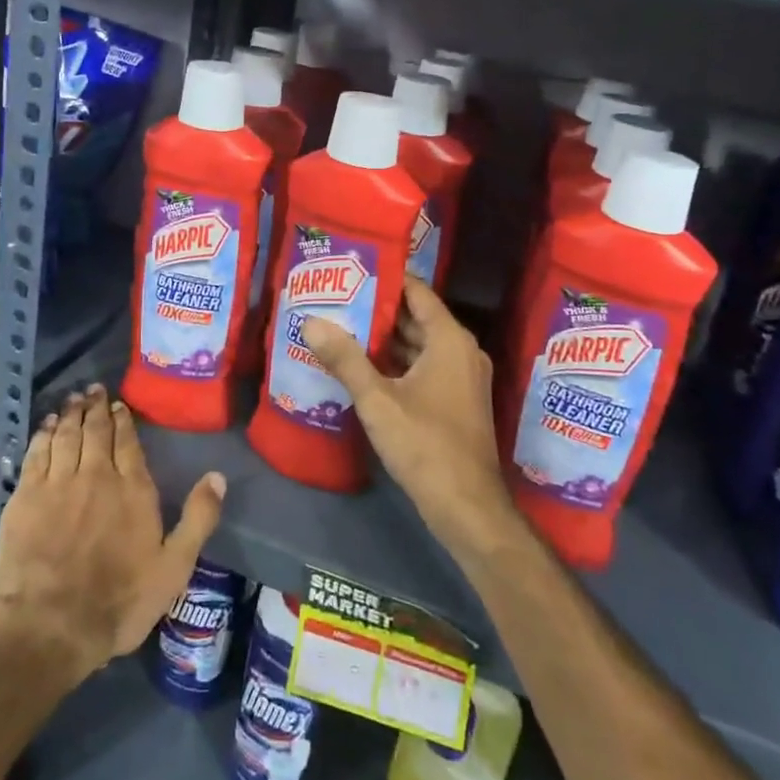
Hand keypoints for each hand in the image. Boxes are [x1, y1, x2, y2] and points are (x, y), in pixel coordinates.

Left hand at [0, 385, 226, 678]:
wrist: (50, 625)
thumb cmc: (119, 601)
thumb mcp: (173, 568)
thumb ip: (197, 519)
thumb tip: (218, 476)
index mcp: (132, 488)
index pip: (128, 442)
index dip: (123, 420)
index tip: (119, 405)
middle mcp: (96, 475)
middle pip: (96, 431)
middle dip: (96, 407)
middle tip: (94, 389)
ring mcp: (57, 483)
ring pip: (67, 435)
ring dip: (72, 413)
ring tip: (74, 399)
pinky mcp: (26, 496)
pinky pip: (37, 453)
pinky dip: (44, 434)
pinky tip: (48, 425)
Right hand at [303, 277, 513, 555]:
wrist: (468, 508)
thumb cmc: (426, 445)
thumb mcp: (378, 400)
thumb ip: (345, 359)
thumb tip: (311, 322)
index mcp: (450, 340)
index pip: (417, 291)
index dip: (386, 278)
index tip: (351, 270)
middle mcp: (460, 351)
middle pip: (416, 317)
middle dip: (377, 309)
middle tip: (336, 298)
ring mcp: (461, 378)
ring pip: (418, 345)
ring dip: (383, 339)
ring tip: (340, 327)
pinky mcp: (455, 401)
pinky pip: (422, 367)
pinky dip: (395, 363)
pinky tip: (360, 367)